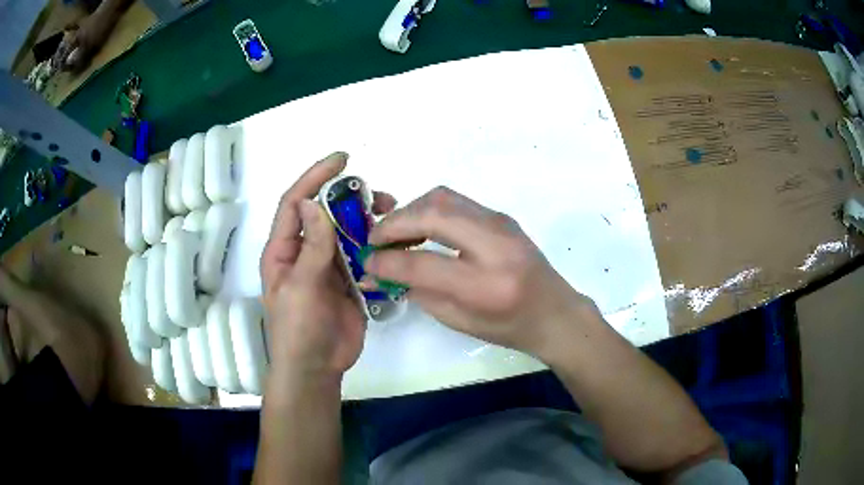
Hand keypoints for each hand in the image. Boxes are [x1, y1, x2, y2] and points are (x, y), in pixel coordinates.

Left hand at [260, 153, 395, 382]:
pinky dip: (377, 246)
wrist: (318, 368)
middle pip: (326, 213)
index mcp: (284, 250)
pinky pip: (363, 255)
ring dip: (367, 221)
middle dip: (350, 198)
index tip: (341, 160)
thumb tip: (311, 202)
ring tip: (392, 215)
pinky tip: (393, 243)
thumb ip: (311, 247)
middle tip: (380, 196)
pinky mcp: (349, 281)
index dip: (315, 177)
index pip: (296, 203)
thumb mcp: (301, 287)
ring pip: (347, 232)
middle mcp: (305, 251)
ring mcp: (328, 266)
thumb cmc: (298, 329)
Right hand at [364, 187, 600, 359]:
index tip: (366, 263)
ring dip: (410, 211)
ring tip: (394, 233)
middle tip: (375, 240)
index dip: (387, 261)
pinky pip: (455, 201)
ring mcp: (501, 223)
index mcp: (486, 285)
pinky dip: (428, 210)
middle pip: (433, 213)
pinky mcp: (500, 215)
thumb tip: (379, 272)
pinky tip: (420, 228)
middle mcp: (496, 245)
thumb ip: (417, 292)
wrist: (554, 311)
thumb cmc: (509, 327)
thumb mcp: (459, 321)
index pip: (423, 264)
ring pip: (442, 197)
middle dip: (395, 223)